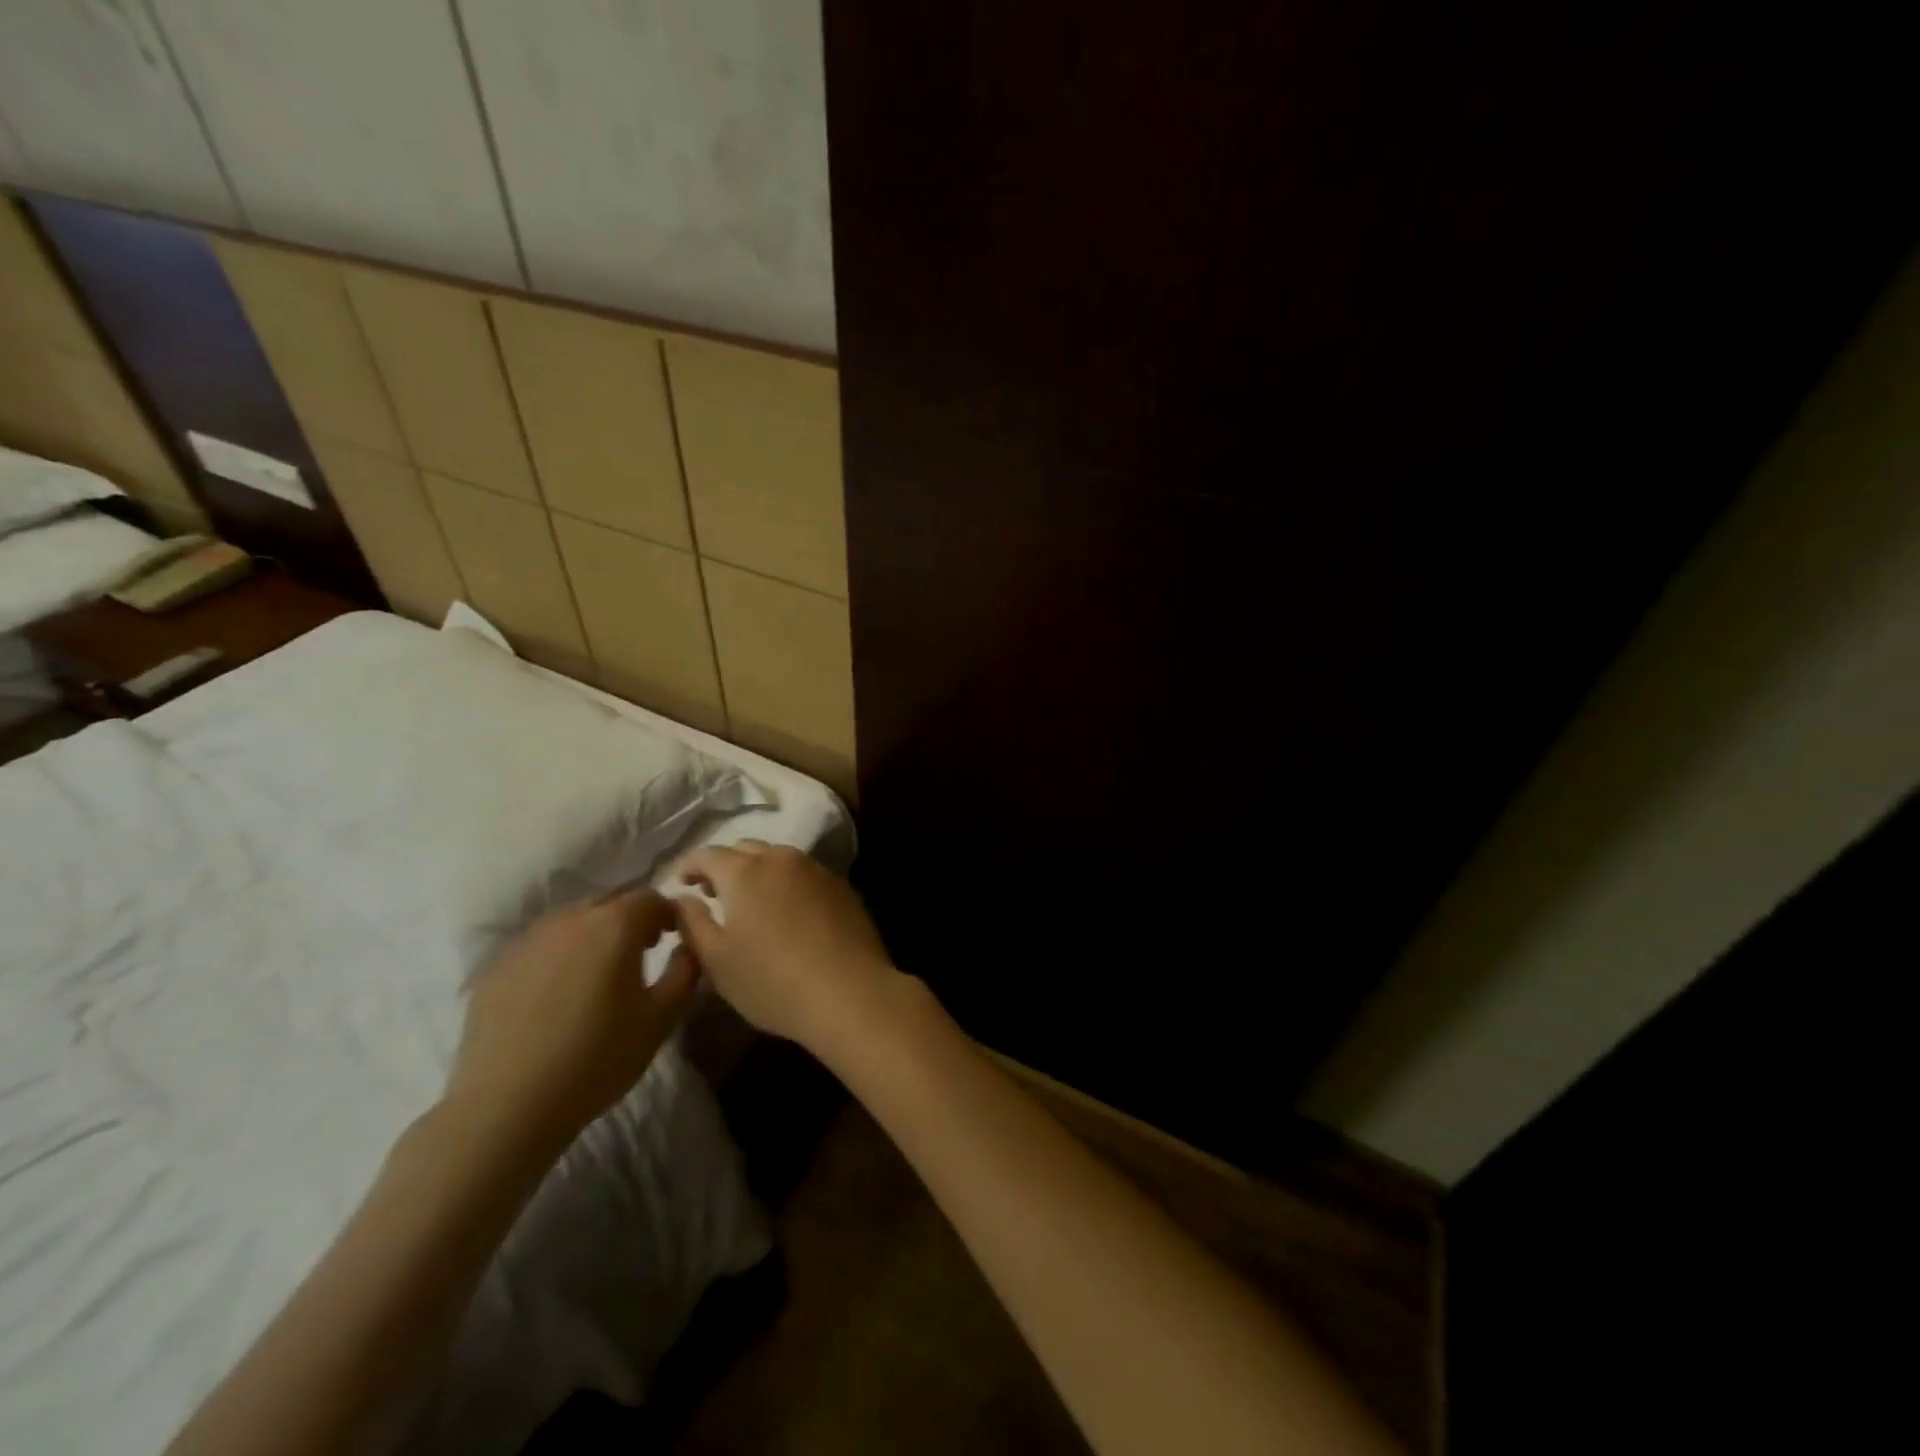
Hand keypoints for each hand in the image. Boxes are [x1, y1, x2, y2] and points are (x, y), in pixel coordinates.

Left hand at [445, 889, 696, 1158]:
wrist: (506, 1106)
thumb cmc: (598, 1058)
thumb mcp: (662, 1017)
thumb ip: (686, 970)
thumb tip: (689, 945)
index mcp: (615, 924)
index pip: (652, 898)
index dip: (668, 915)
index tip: (673, 939)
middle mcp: (571, 918)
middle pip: (610, 904)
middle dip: (630, 922)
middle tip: (639, 955)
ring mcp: (527, 939)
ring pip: (571, 922)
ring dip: (592, 936)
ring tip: (595, 975)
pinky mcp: (495, 965)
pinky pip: (539, 946)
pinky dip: (556, 957)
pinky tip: (555, 995)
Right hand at [672, 841, 899, 1054]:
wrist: (850, 992)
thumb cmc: (772, 982)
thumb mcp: (717, 961)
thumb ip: (692, 923)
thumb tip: (682, 898)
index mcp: (744, 872)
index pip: (707, 854)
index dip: (689, 865)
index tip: (680, 883)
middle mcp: (781, 859)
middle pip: (745, 849)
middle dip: (724, 866)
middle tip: (713, 893)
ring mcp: (816, 870)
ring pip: (778, 858)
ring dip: (758, 872)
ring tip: (751, 903)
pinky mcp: (841, 886)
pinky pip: (805, 874)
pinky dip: (787, 883)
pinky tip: (788, 912)